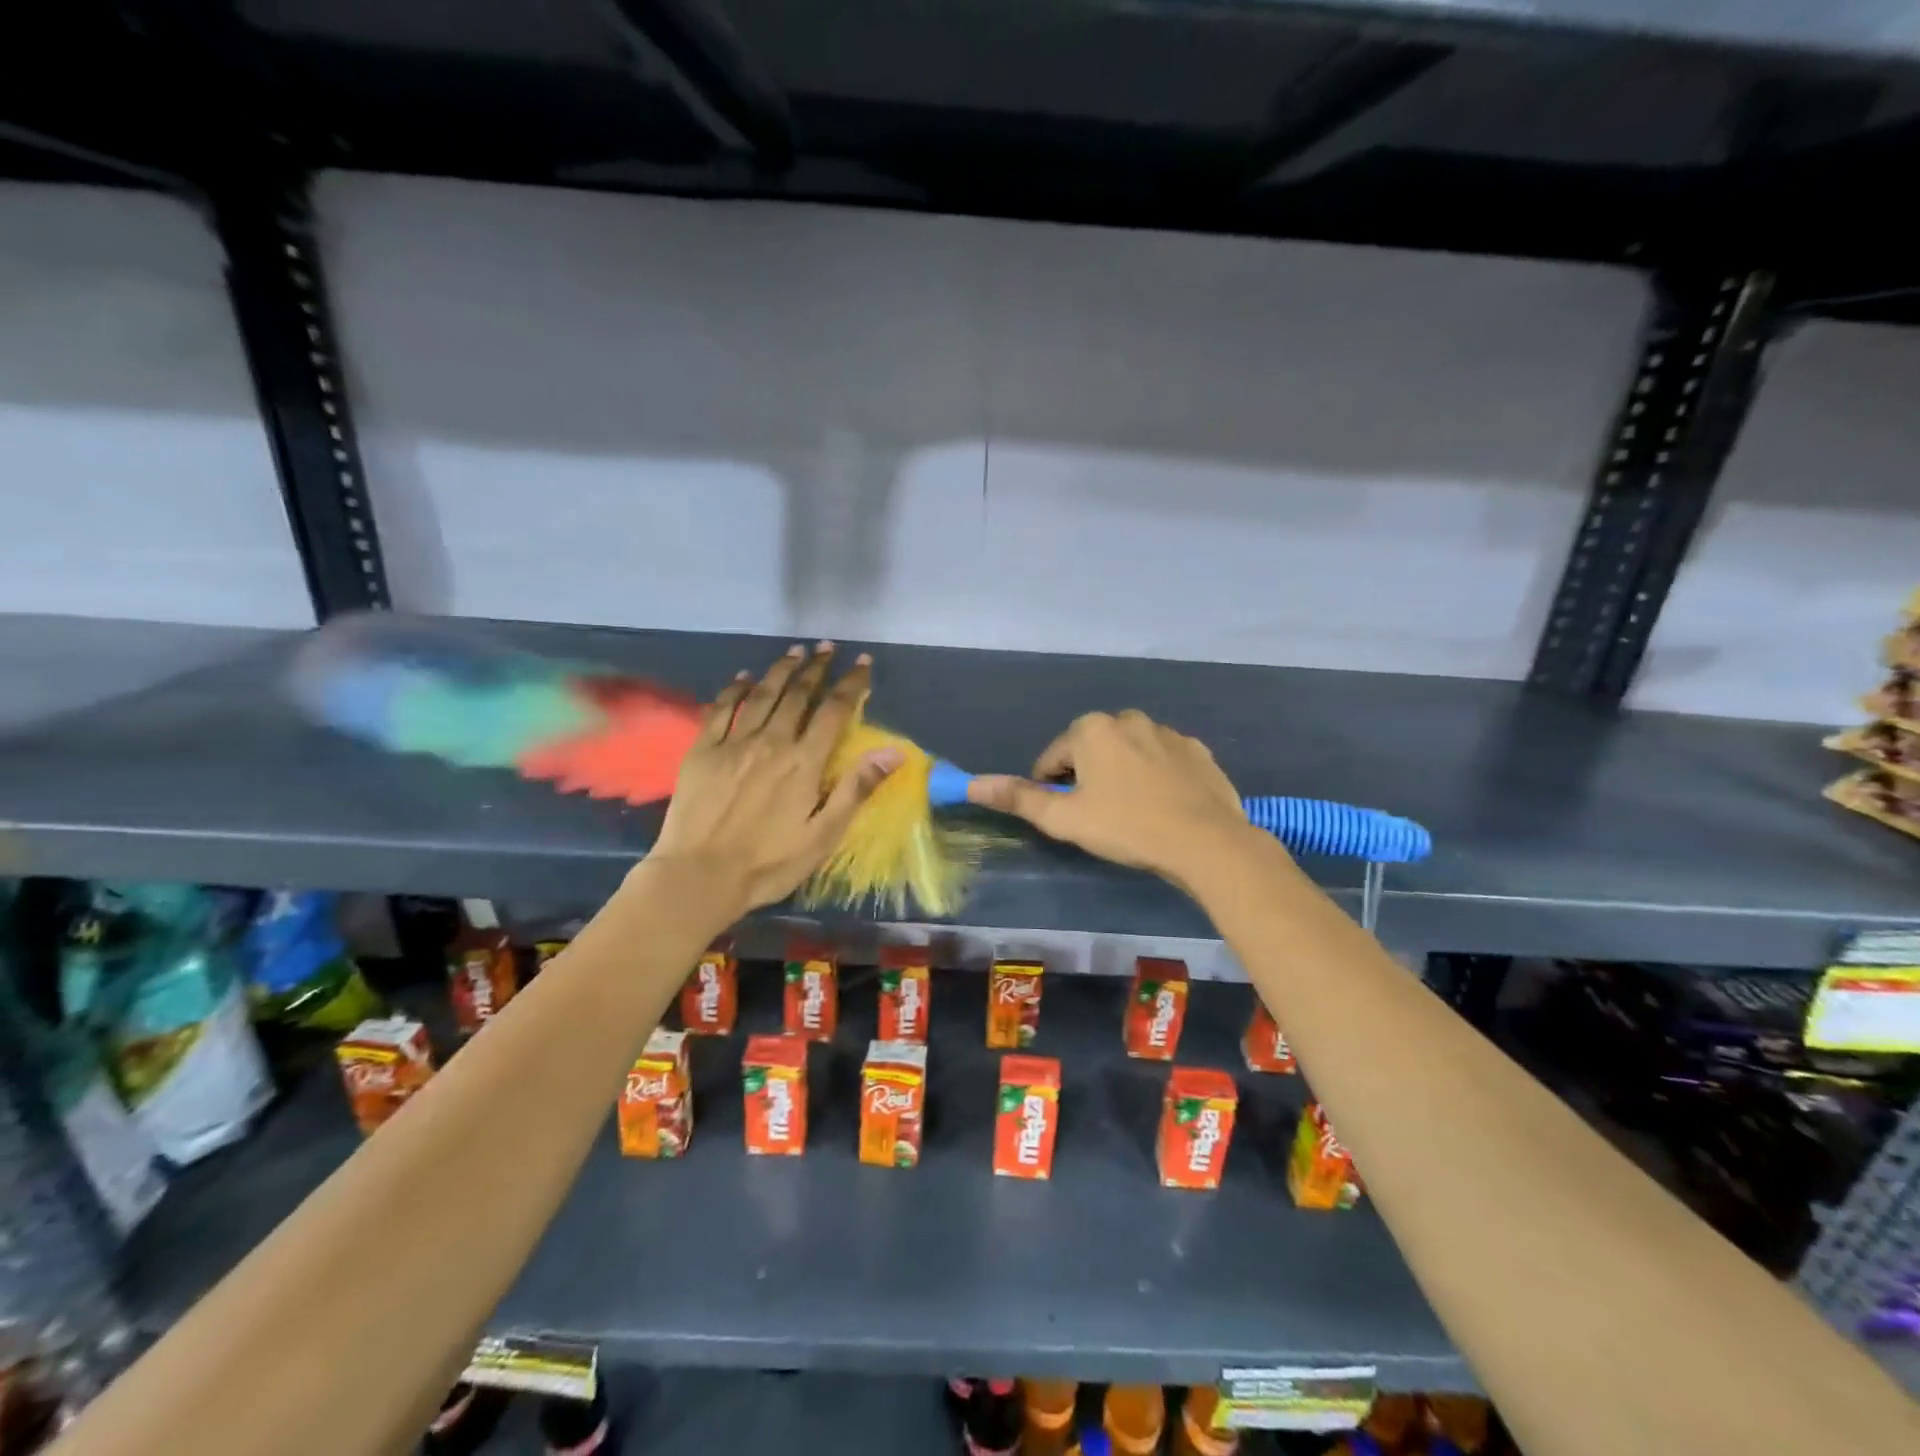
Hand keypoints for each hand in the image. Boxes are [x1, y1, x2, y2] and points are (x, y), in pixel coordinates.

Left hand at [649, 644, 901, 914]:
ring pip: (762, 695)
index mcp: (804, 762)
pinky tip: (742, 678)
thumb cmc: (769, 863)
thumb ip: (856, 789)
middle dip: (816, 668)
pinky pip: (720, 710)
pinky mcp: (702, 751)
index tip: (863, 663)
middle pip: (798, 695)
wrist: (699, 876)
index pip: (834, 711)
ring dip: (780, 670)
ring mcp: (733, 744)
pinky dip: (733, 690)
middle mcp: (771, 742)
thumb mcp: (824, 835)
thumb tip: (894, 751)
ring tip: (794, 652)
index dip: (851, 684)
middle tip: (827, 648)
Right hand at [966, 710, 1259, 890]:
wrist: (1206, 841)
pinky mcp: (1197, 750)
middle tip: (1100, 817)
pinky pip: (1163, 760)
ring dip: (1122, 775)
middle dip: (1088, 778)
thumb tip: (973, 783)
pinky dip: (1156, 777)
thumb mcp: (1065, 818)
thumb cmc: (1127, 827)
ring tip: (1133, 814)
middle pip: (1091, 751)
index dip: (1053, 790)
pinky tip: (1164, 806)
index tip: (1070, 817)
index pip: (1052, 759)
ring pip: (1128, 753)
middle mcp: (1128, 719)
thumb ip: (1019, 797)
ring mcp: (1167, 732)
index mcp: (1091, 729)